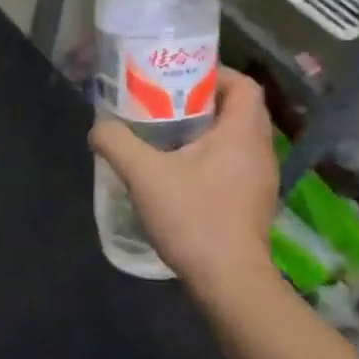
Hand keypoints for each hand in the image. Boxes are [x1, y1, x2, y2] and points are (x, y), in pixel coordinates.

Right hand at [90, 69, 281, 296]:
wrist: (230, 284)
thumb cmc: (194, 219)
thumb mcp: (144, 175)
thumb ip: (117, 143)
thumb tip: (98, 129)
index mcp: (243, 134)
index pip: (243, 84)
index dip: (213, 74)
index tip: (179, 80)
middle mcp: (260, 151)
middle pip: (238, 109)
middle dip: (202, 101)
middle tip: (165, 104)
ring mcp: (260, 180)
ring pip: (236, 138)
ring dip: (206, 131)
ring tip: (167, 136)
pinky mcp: (253, 203)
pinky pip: (234, 163)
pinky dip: (210, 157)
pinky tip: (179, 173)